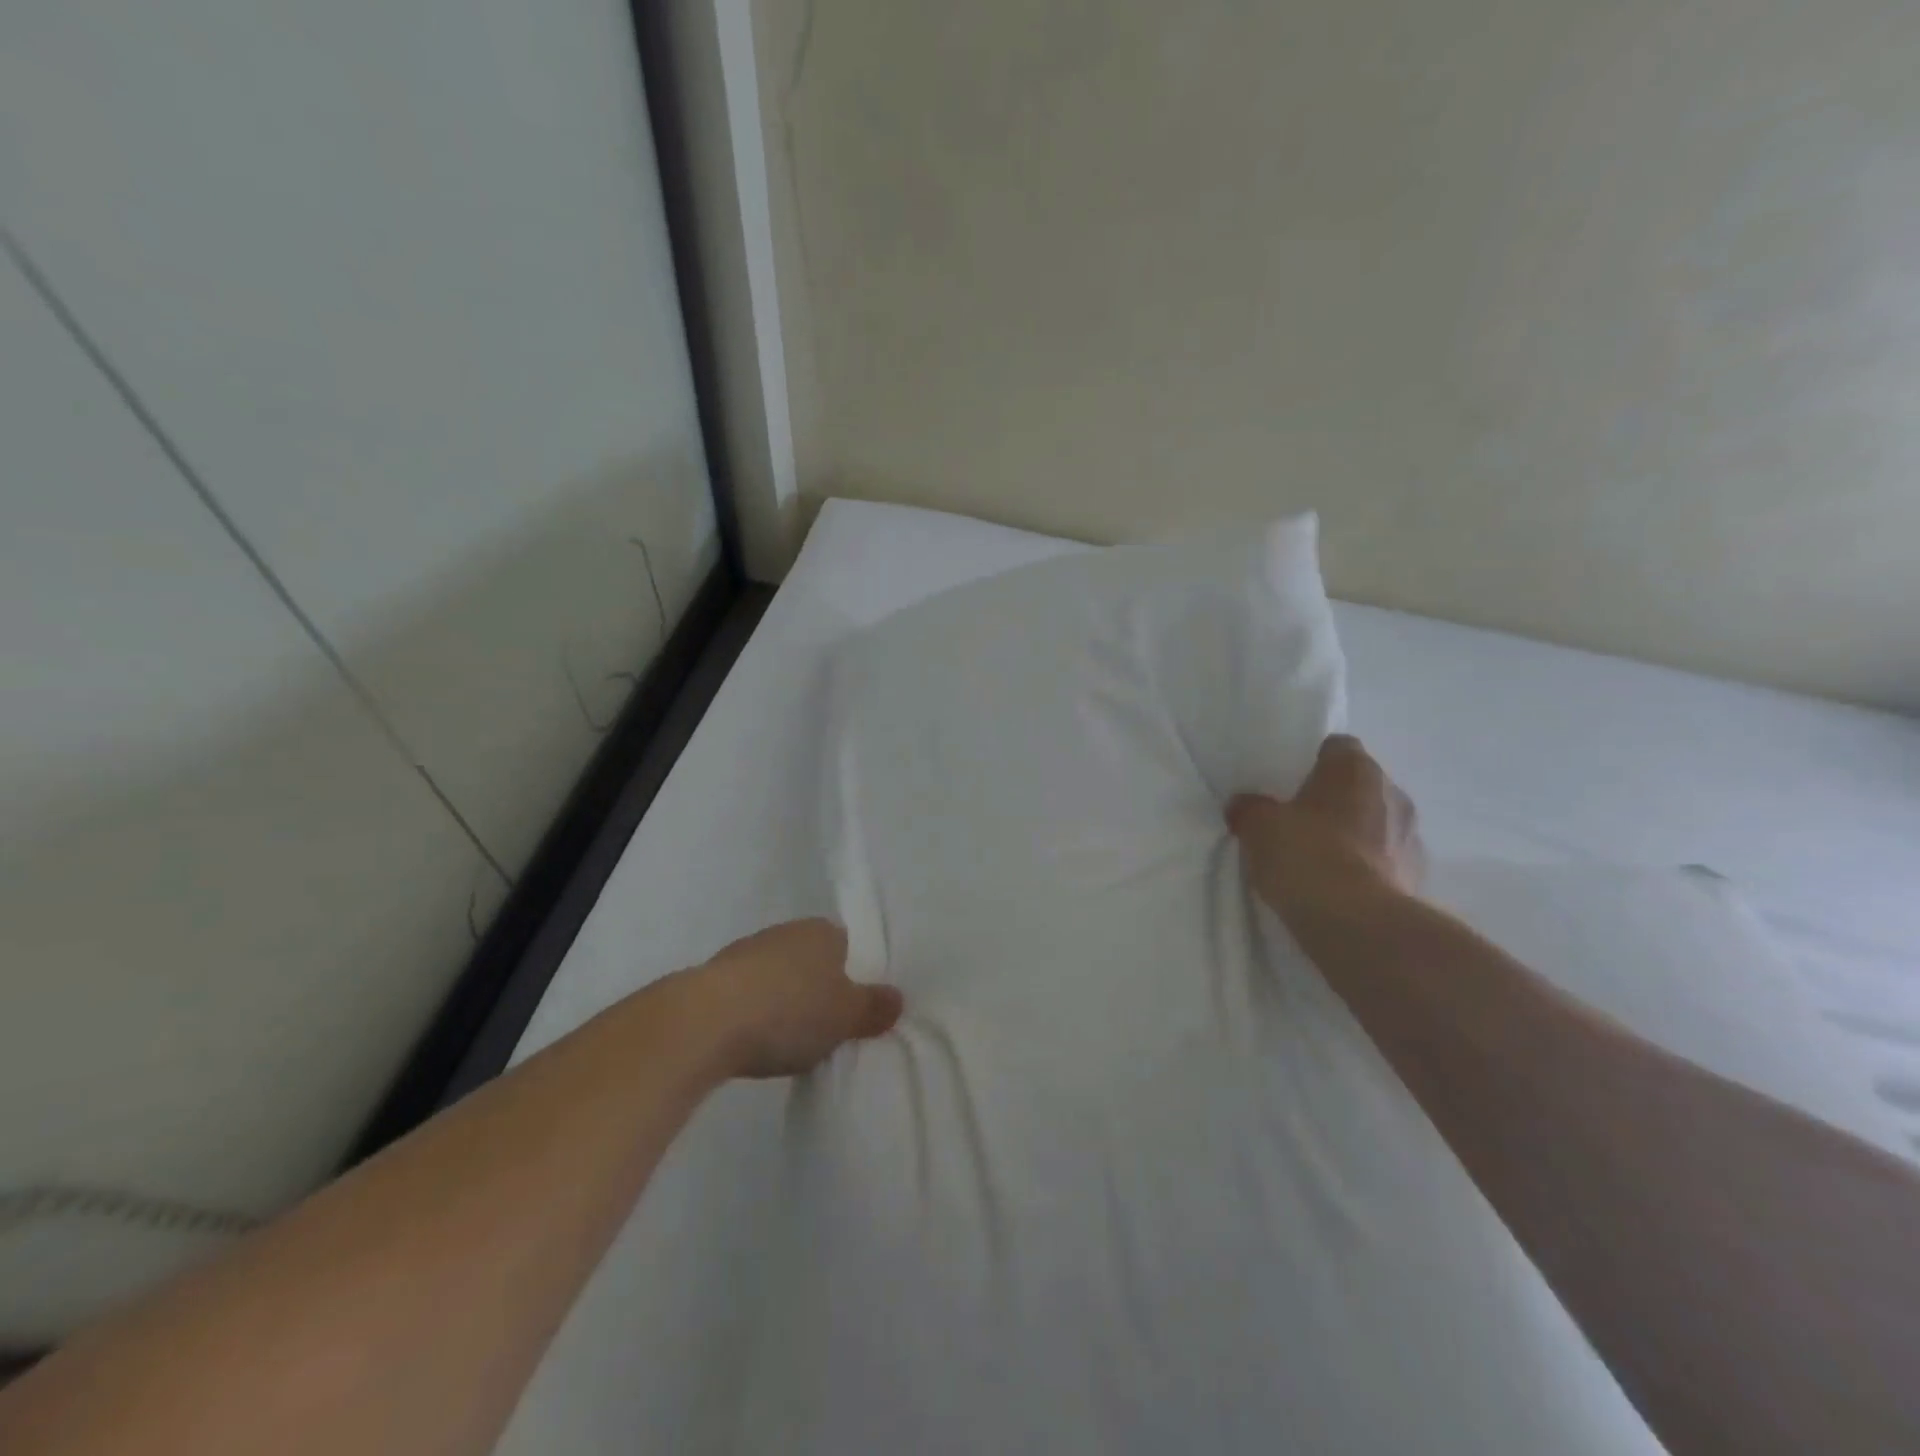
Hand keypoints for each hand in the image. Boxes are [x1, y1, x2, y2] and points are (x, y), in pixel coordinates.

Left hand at [687, 919, 903, 1078]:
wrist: (704, 1021)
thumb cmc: (789, 1011)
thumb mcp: (846, 1017)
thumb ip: (874, 1007)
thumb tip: (897, 998)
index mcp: (823, 932)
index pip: (849, 945)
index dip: (855, 974)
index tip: (856, 1006)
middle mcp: (786, 931)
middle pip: (812, 959)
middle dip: (818, 987)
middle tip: (827, 1025)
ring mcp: (746, 951)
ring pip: (778, 974)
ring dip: (783, 998)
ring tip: (789, 1038)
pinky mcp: (713, 977)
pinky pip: (748, 992)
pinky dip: (754, 1010)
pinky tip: (754, 1039)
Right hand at [1227, 735, 1425, 912]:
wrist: (1356, 922)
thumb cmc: (1306, 853)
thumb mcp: (1258, 826)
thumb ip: (1250, 808)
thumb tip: (1244, 804)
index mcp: (1356, 769)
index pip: (1338, 747)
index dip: (1314, 761)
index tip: (1291, 782)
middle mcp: (1392, 793)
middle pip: (1359, 786)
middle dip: (1334, 800)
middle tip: (1299, 821)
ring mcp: (1411, 837)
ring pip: (1376, 824)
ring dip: (1354, 835)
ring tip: (1319, 859)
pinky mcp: (1417, 878)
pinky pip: (1385, 861)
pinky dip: (1366, 869)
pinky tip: (1338, 887)